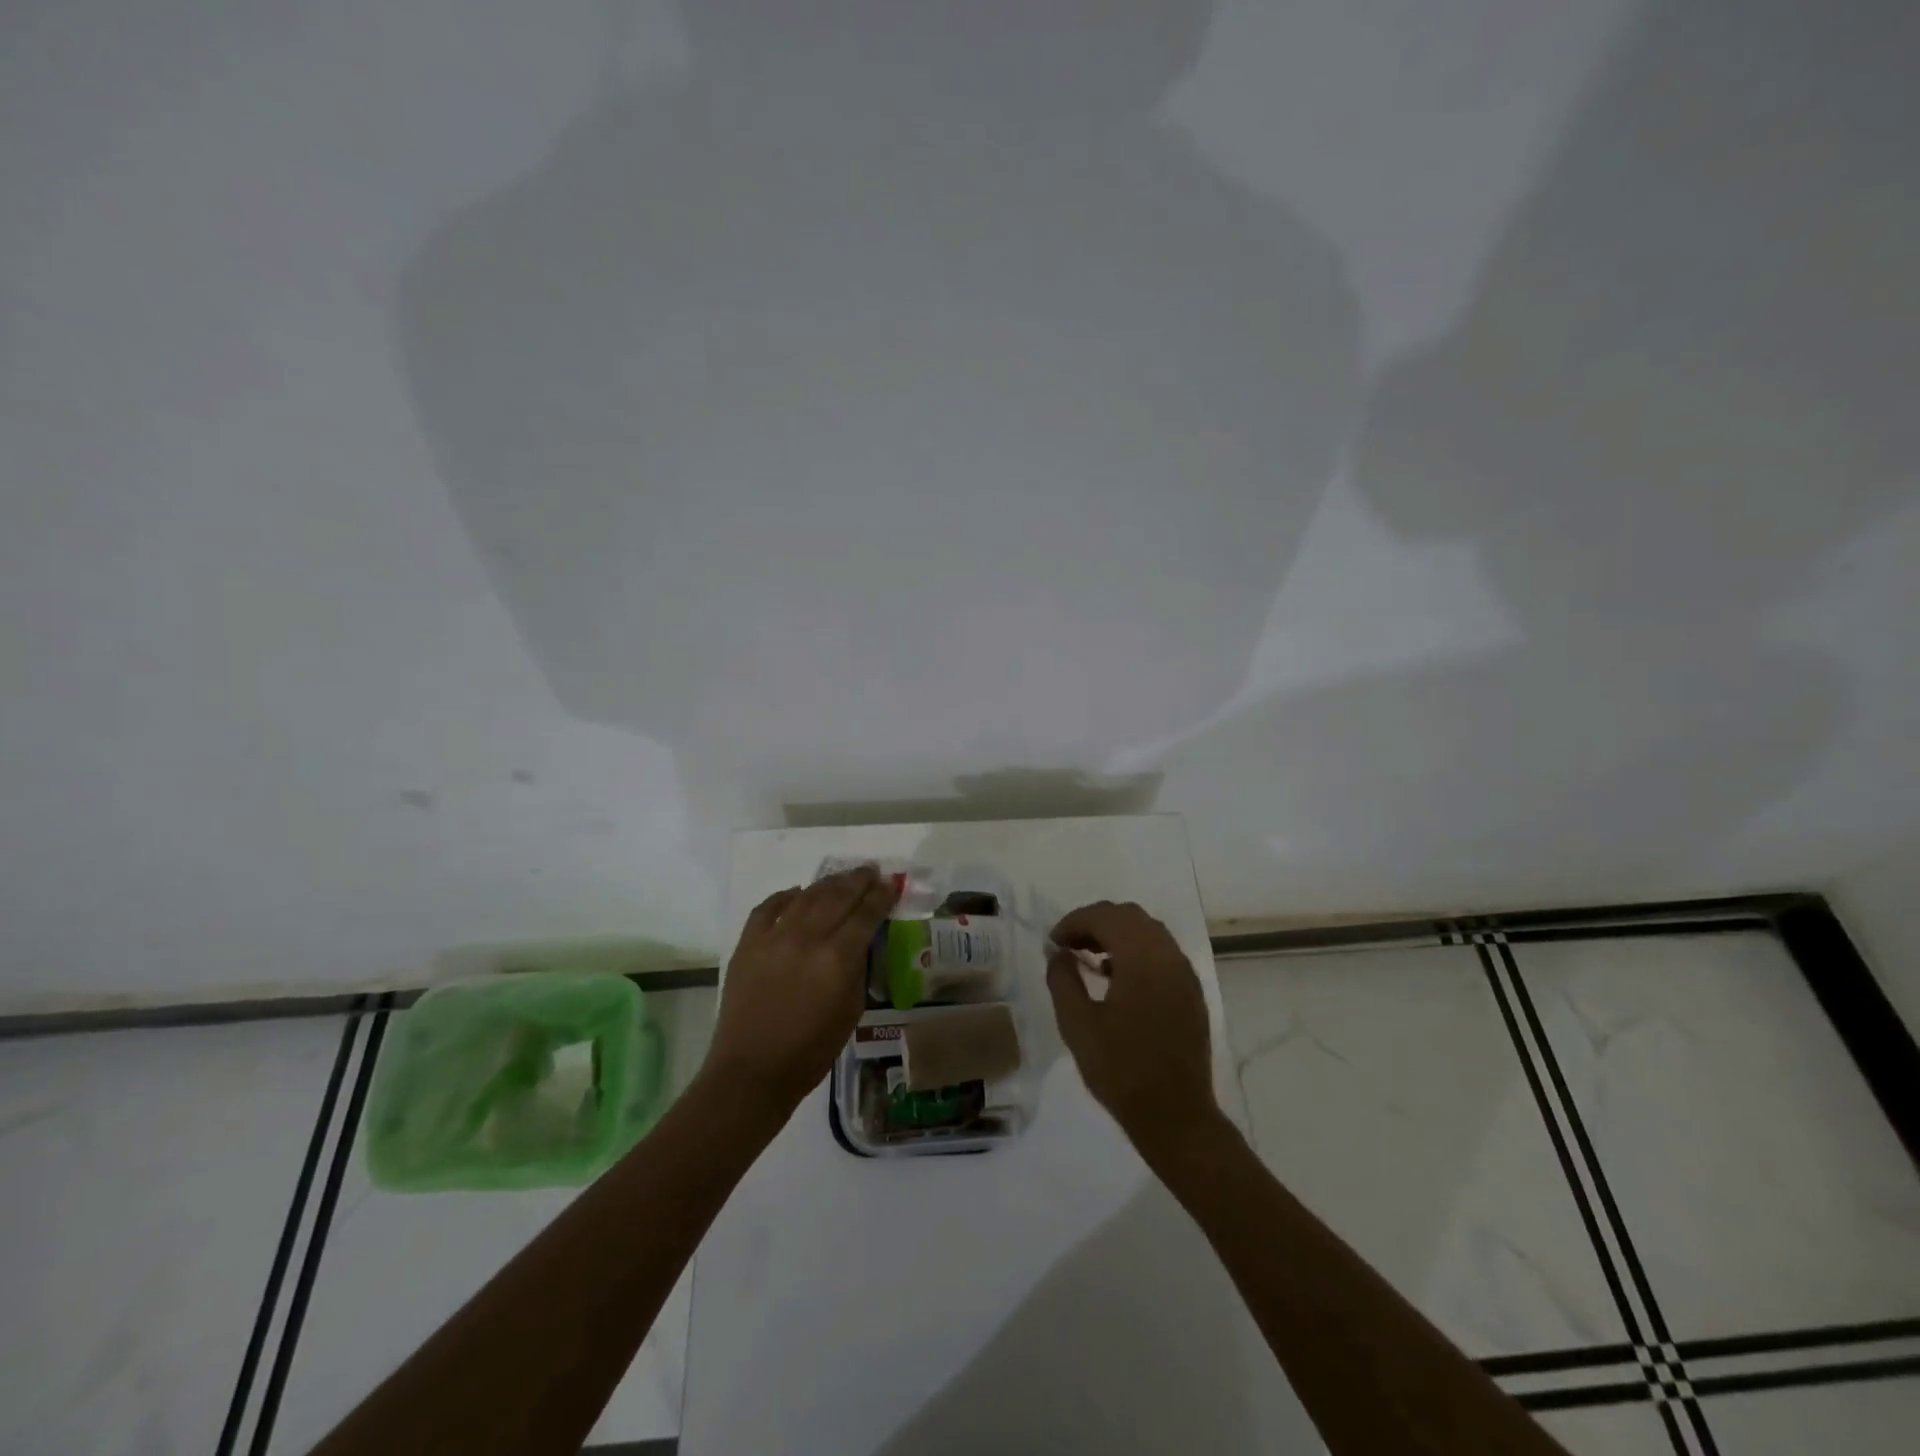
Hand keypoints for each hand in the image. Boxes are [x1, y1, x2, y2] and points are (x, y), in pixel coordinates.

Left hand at [704, 865, 897, 1115]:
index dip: (880, 896)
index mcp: (837, 958)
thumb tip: (859, 942)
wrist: (751, 1071)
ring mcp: (773, 937)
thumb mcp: (851, 1011)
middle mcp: (806, 938)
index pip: (865, 914)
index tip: (890, 884)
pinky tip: (797, 892)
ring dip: (827, 883)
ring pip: (806, 896)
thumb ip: (857, 969)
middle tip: (870, 870)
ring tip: (842, 876)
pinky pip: (767, 908)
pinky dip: (785, 896)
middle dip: (857, 881)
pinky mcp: (747, 944)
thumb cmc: (810, 1051)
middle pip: (837, 897)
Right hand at [1046, 901, 1220, 1152]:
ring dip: (1116, 934)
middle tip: (1068, 945)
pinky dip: (1136, 951)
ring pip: (1148, 931)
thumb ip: (1063, 980)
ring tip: (1089, 958)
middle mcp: (1168, 956)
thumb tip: (1059, 953)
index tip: (1053, 942)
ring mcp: (1184, 973)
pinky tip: (1116, 977)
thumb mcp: (1078, 1025)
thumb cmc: (1121, 1071)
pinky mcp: (1191, 992)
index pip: (1106, 917)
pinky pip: (1162, 952)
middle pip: (1129, 916)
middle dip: (1095, 922)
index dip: (1074, 922)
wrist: (1176, 1116)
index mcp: (1142, 958)